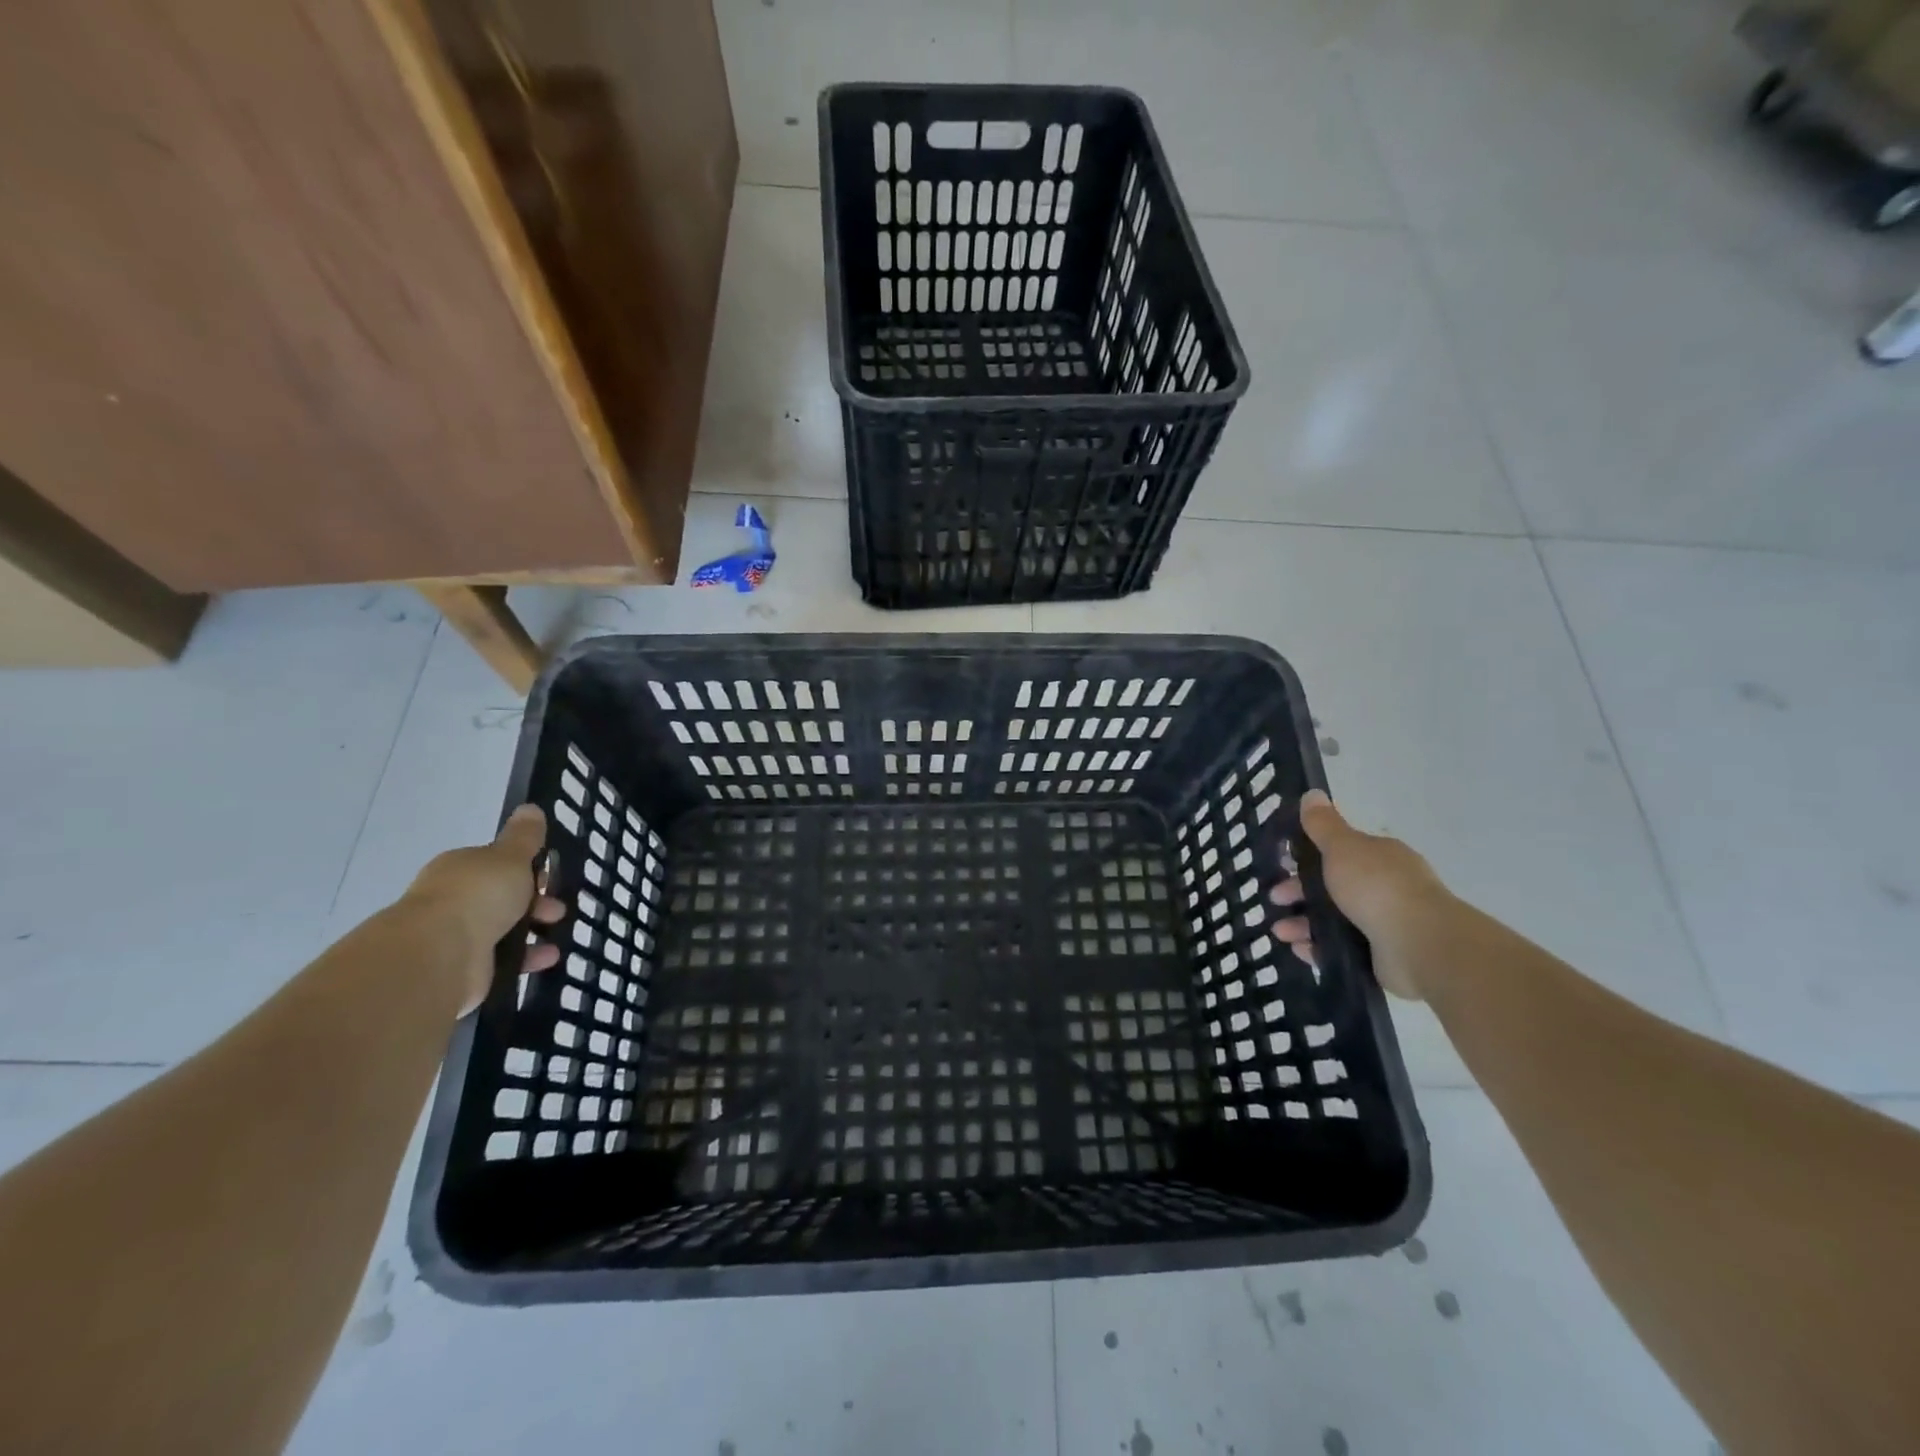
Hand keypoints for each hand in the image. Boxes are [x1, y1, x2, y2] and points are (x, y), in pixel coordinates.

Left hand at [405, 805, 565, 1015]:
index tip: (549, 877)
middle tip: (556, 909)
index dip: (526, 869)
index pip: (496, 865)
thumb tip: (530, 807)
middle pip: (501, 897)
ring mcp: (457, 937)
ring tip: (557, 933)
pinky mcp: (465, 969)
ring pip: (502, 929)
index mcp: (461, 869)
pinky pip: (503, 960)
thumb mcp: (510, 857)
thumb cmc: (478, 895)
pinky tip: (548, 957)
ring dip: (532, 930)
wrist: (440, 955)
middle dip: (533, 902)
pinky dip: (527, 958)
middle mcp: (455, 900)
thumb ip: (524, 836)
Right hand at [1269, 789, 1451, 1000]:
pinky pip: (1341, 948)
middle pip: (1332, 887)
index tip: (1282, 865)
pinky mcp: (1381, 955)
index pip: (1339, 853)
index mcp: (1379, 858)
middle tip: (1274, 900)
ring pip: (1333, 919)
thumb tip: (1312, 793)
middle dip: (1298, 892)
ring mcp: (1384, 923)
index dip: (1307, 857)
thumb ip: (1323, 824)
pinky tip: (1299, 950)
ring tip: (1280, 933)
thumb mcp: (1343, 847)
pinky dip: (1318, 948)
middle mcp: (1384, 887)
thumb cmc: (1377, 887)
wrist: (1420, 945)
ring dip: (1302, 923)